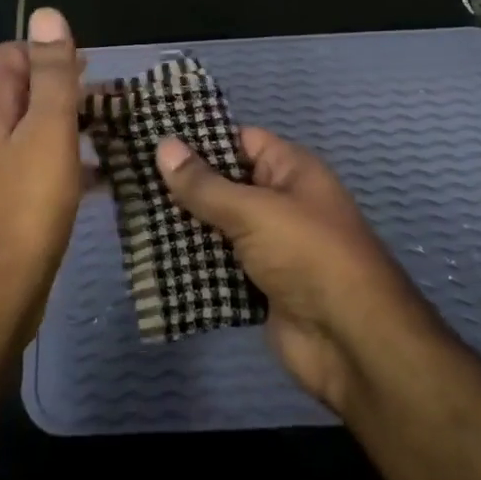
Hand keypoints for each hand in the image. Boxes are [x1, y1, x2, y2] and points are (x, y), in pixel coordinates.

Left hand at [0, 7, 84, 345]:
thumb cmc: (26, 208)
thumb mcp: (47, 132)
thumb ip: (51, 74)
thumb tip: (46, 12)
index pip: (10, 56)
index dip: (47, 51)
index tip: (90, 66)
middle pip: (20, 92)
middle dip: (63, 88)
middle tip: (110, 100)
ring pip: (30, 132)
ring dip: (67, 125)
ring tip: (111, 132)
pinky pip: (34, 169)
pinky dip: (64, 162)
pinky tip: (97, 177)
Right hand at [155, 129, 438, 414]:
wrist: (351, 342)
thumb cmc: (308, 255)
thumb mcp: (254, 210)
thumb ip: (205, 184)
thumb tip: (163, 146)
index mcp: (290, 171)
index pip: (239, 140)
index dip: (199, 138)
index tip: (152, 136)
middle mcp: (281, 203)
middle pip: (224, 185)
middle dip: (182, 185)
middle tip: (129, 176)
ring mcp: (270, 247)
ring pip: (217, 227)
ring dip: (182, 226)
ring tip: (130, 212)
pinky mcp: (259, 286)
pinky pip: (219, 265)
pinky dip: (192, 264)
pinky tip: (151, 257)